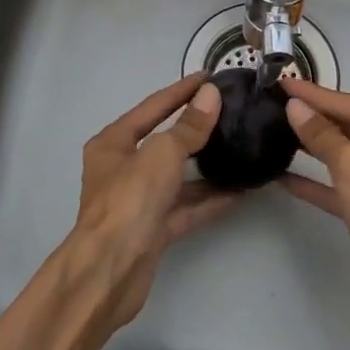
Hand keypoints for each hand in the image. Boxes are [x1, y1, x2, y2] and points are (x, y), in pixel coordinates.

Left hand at [72, 73, 234, 333]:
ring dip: (206, 167)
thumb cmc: (129, 200)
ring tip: (240, 150)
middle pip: (164, 142)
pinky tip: (239, 191)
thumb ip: (188, 126)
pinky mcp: (153, 230)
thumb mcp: (161, 154)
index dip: (181, 91)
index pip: (152, 107)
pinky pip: (186, 208)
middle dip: (196, 129)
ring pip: (177, 177)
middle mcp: (122, 169)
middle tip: (230, 113)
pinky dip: (209, 200)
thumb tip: (210, 95)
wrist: (109, 272)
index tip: (210, 77)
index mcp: (114, 143)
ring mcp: (138, 201)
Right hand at [279, 78, 349, 341]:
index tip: (286, 82)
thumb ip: (323, 135)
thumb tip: (295, 106)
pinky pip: (345, 188)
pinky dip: (319, 182)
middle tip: (283, 101)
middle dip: (319, 117)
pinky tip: (286, 177)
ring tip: (282, 130)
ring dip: (317, 147)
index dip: (320, 95)